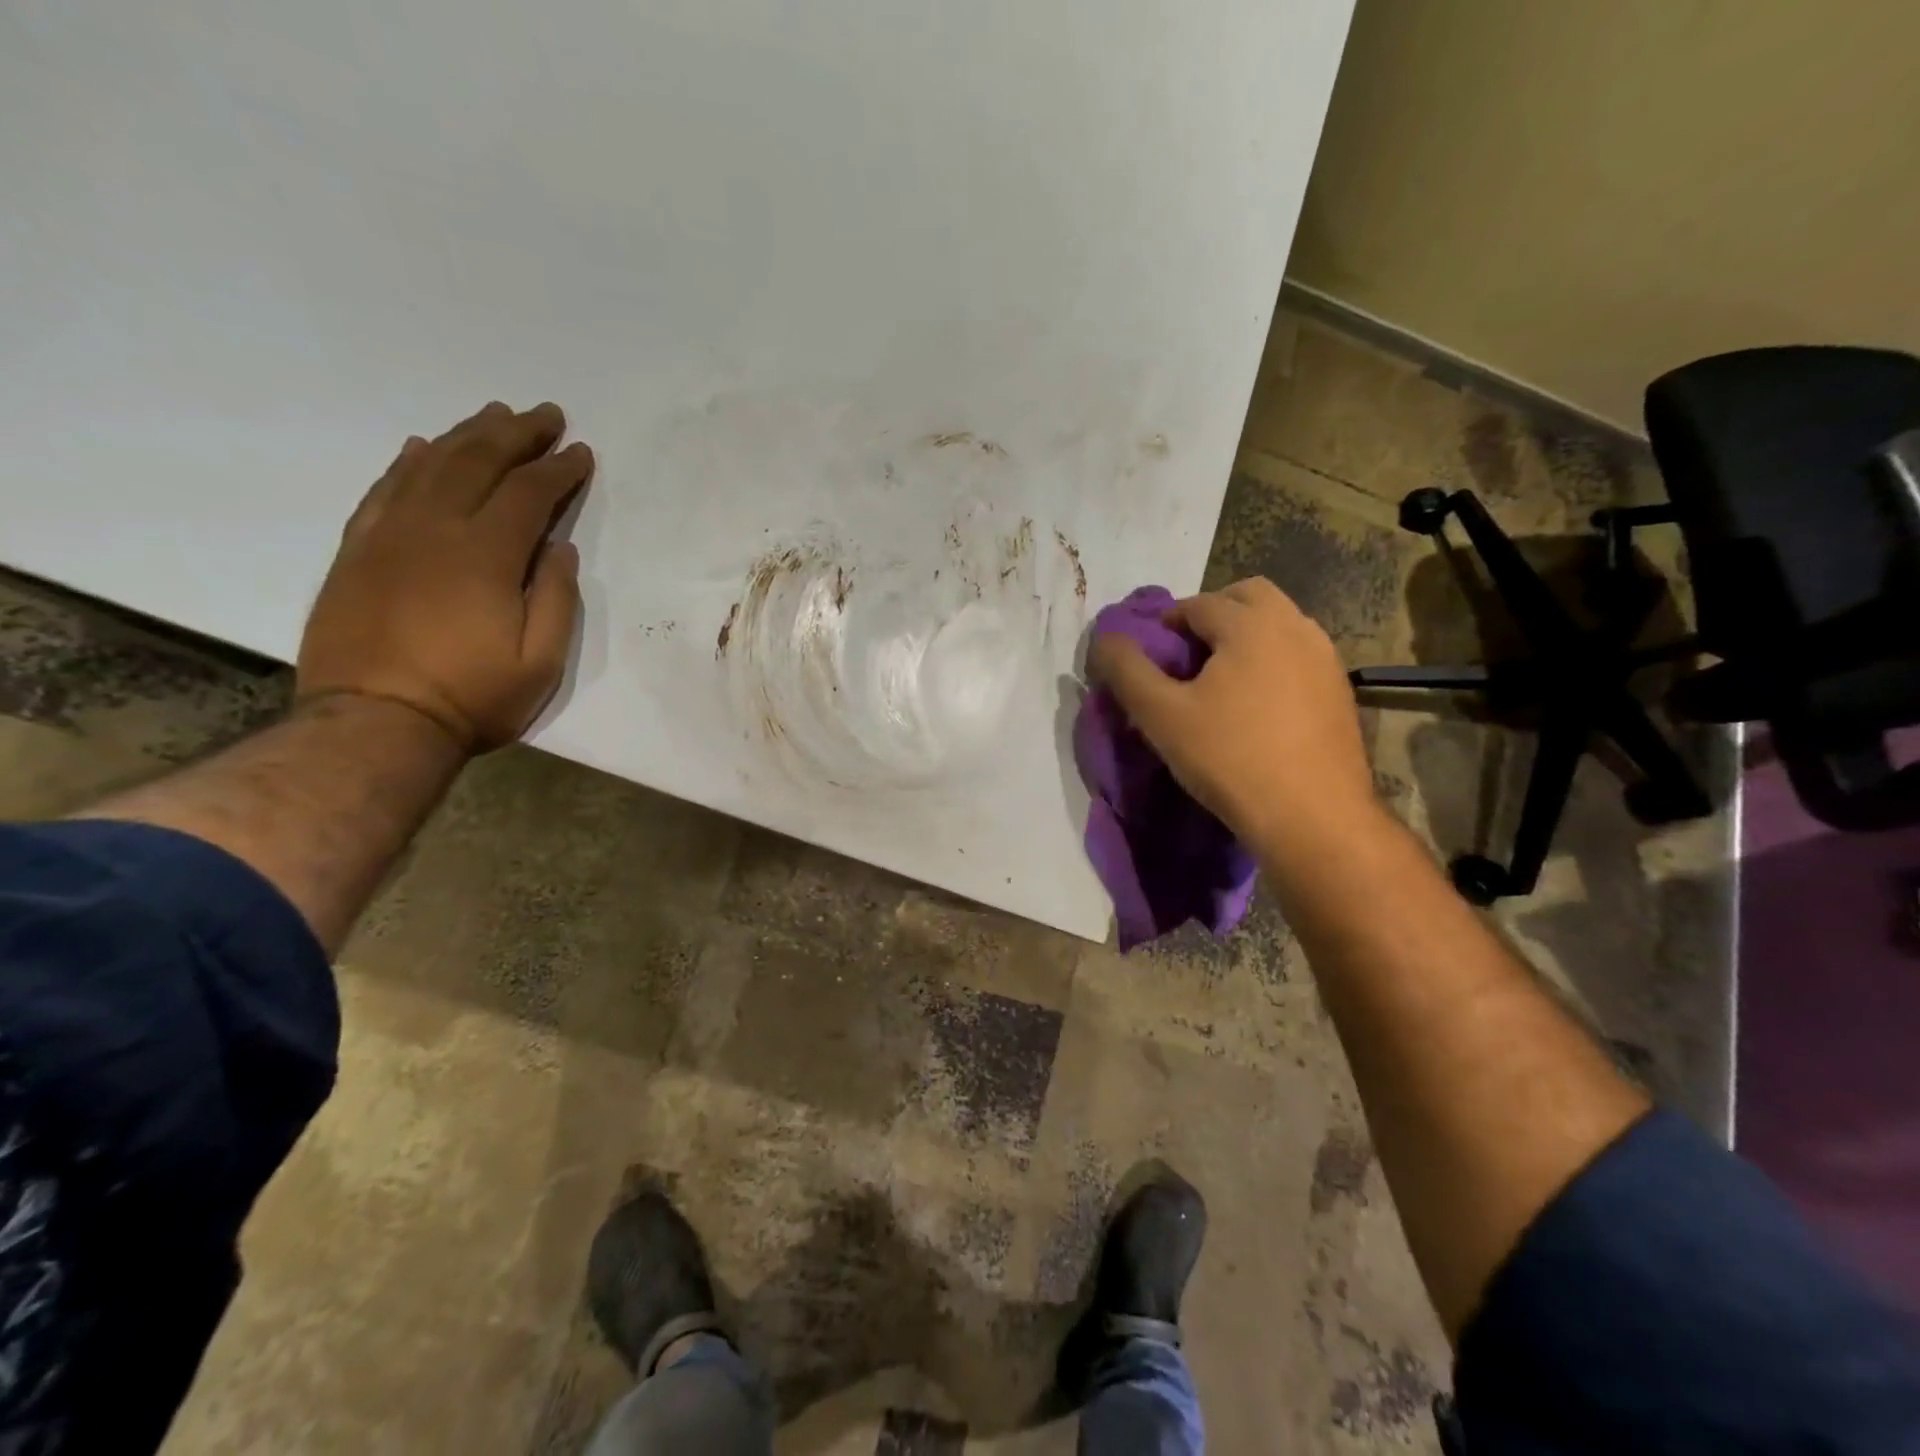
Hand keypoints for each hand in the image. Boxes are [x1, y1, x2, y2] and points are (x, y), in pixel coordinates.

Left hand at [297, 401, 594, 752]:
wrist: (376, 723)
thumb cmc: (472, 697)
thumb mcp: (541, 661)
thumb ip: (556, 598)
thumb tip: (559, 548)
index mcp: (485, 555)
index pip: (529, 494)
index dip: (559, 470)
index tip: (581, 452)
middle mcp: (434, 529)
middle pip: (478, 463)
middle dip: (516, 434)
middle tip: (545, 414)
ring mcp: (389, 536)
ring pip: (430, 466)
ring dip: (467, 436)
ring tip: (494, 416)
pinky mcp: (358, 550)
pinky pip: (385, 490)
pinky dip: (408, 462)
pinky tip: (425, 447)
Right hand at [1088, 577, 1377, 858]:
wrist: (1313, 817)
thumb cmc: (1230, 758)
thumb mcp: (1161, 716)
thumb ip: (1126, 671)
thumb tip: (1104, 639)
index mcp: (1251, 623)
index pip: (1197, 604)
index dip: (1166, 624)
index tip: (1150, 658)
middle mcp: (1295, 626)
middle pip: (1248, 596)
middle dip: (1212, 614)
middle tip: (1187, 655)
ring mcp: (1325, 657)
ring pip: (1279, 623)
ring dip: (1245, 635)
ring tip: (1220, 680)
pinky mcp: (1340, 689)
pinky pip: (1298, 654)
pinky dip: (1272, 660)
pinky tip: (1257, 704)